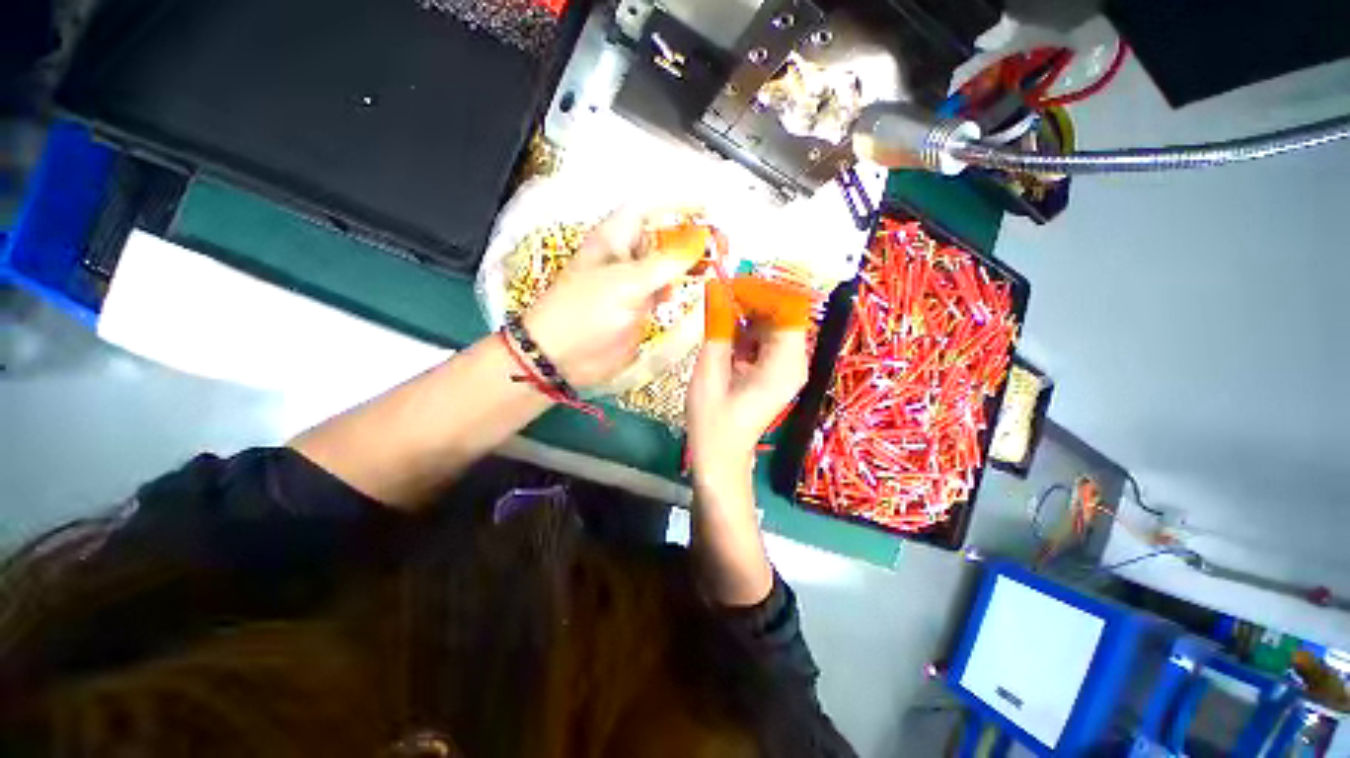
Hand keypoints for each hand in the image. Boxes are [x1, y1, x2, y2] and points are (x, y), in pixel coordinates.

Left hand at [523, 210, 705, 387]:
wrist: (563, 357)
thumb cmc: (586, 312)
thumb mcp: (626, 282)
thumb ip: (665, 262)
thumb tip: (699, 241)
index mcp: (614, 238)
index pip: (648, 209)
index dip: (677, 204)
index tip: (708, 209)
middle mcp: (624, 256)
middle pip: (661, 236)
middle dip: (689, 237)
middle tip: (718, 245)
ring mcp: (632, 283)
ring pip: (665, 265)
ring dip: (686, 264)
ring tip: (710, 267)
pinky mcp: (638, 307)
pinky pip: (662, 291)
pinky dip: (676, 289)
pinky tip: (686, 292)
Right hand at [686, 278, 811, 491]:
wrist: (720, 456)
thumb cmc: (713, 419)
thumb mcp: (710, 369)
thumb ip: (717, 326)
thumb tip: (716, 288)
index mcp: (785, 364)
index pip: (788, 308)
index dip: (761, 291)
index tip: (730, 287)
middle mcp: (795, 363)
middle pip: (784, 314)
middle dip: (754, 301)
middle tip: (721, 297)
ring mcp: (788, 368)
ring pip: (775, 325)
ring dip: (749, 315)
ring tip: (720, 314)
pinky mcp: (778, 373)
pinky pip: (768, 340)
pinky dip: (749, 331)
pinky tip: (727, 335)